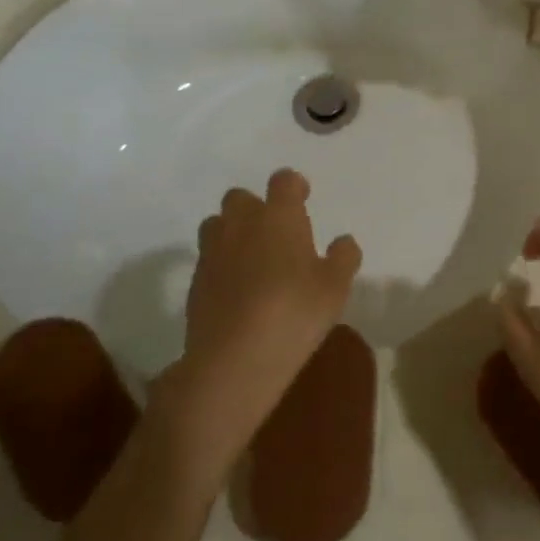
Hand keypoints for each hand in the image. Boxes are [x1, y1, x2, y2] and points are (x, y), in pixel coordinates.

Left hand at [152, 170, 361, 486]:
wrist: (233, 359)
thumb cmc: (294, 313)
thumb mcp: (335, 288)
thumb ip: (343, 258)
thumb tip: (343, 241)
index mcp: (279, 217)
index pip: (283, 181)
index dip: (293, 186)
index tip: (302, 198)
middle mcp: (242, 224)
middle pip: (240, 197)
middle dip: (256, 207)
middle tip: (276, 232)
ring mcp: (213, 252)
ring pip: (217, 224)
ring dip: (233, 231)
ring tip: (252, 257)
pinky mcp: (196, 281)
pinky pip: (208, 258)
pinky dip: (222, 263)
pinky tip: (237, 289)